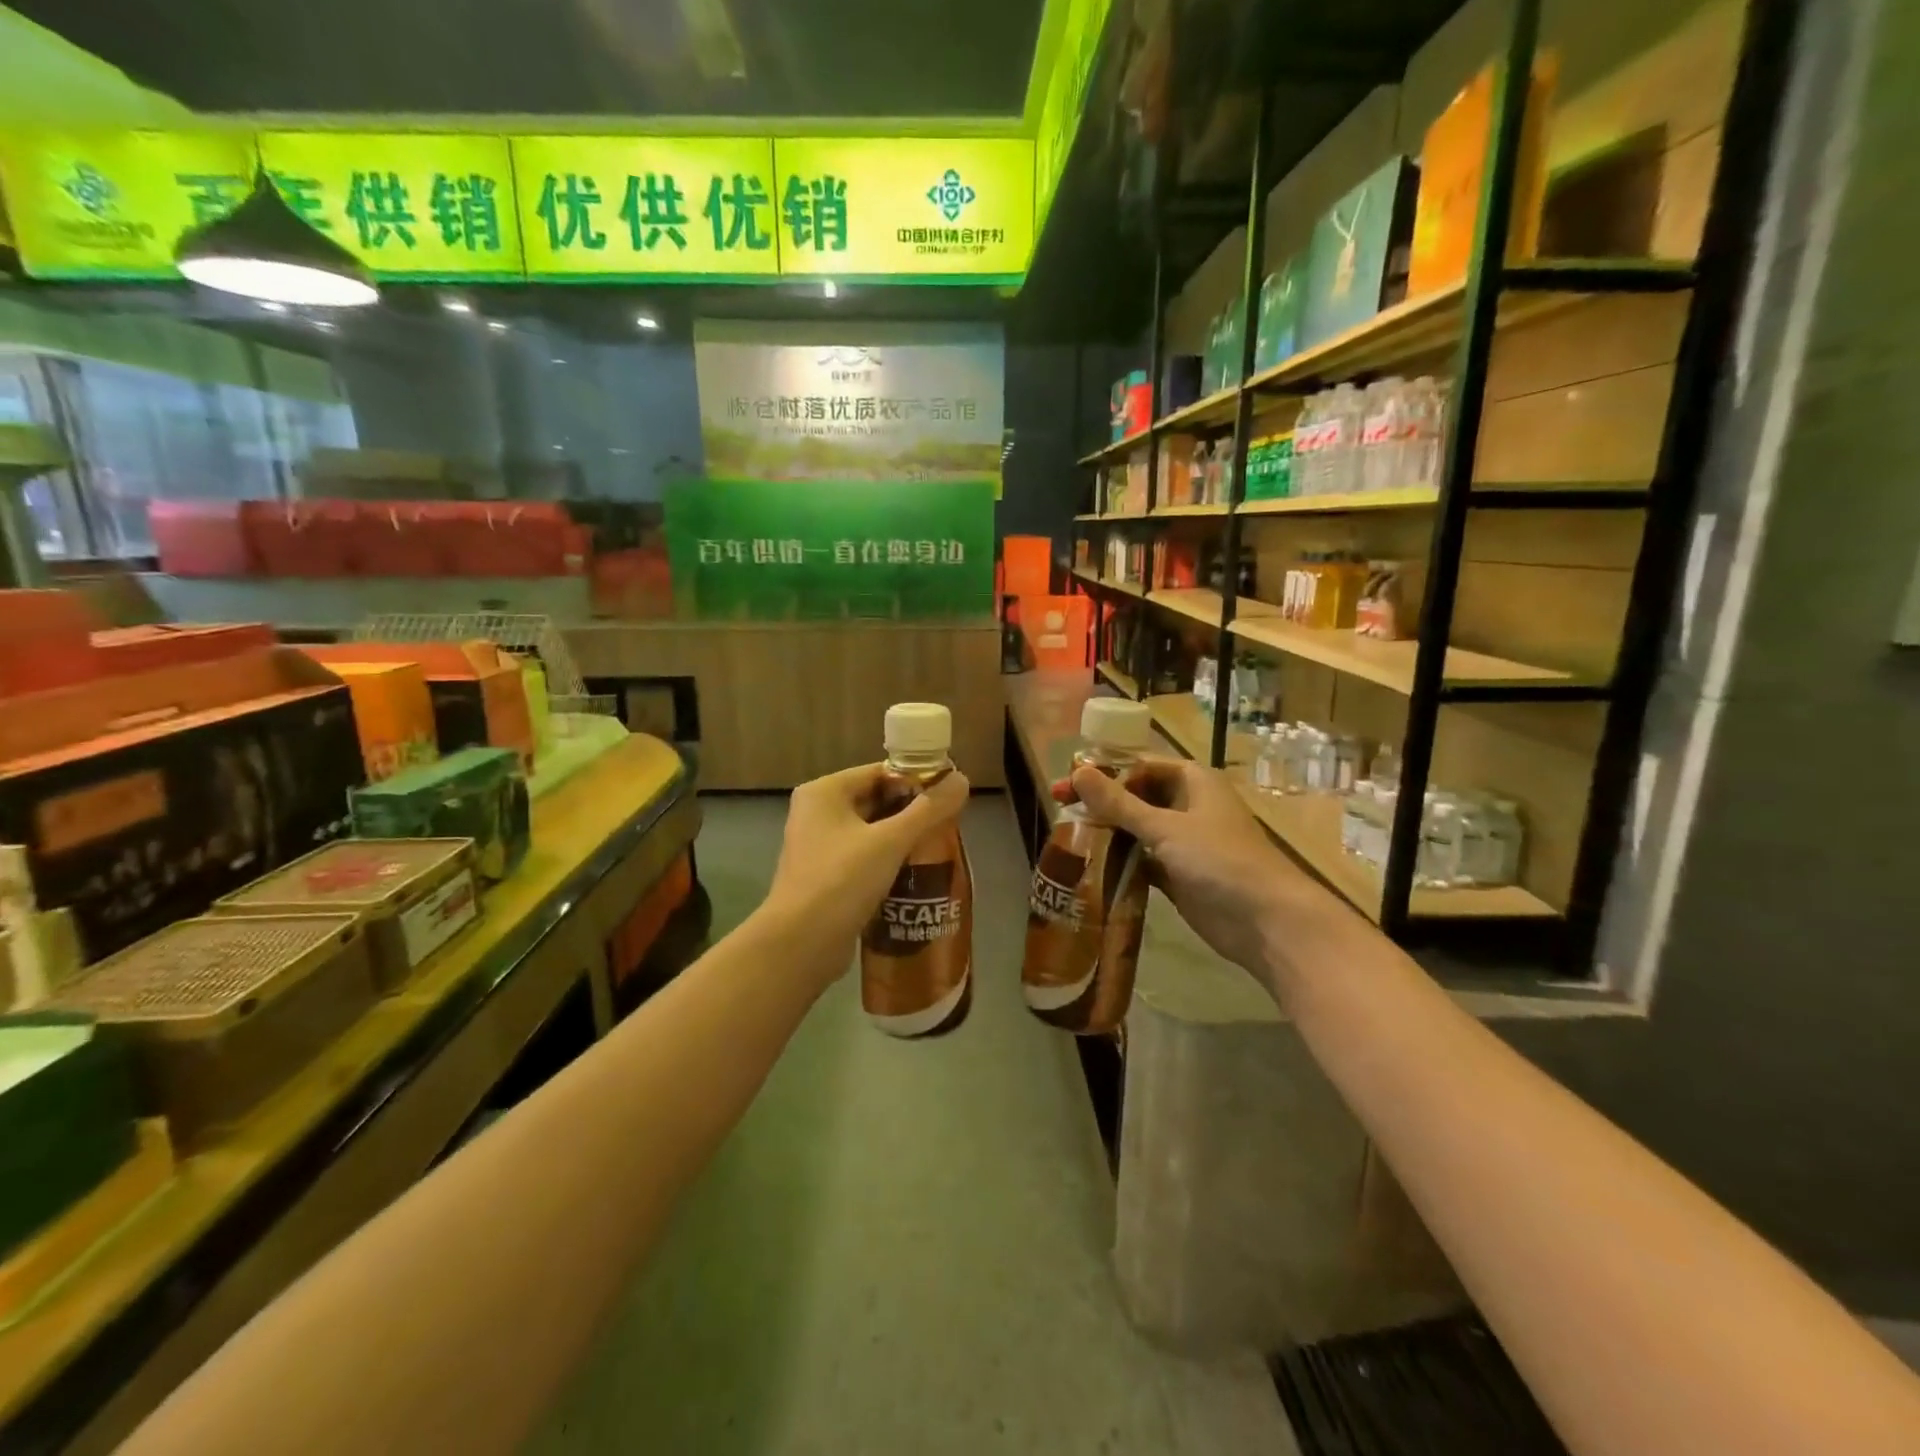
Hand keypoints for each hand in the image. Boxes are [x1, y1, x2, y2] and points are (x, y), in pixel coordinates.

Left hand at [765, 762, 970, 972]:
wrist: (801, 944)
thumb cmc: (842, 880)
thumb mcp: (891, 841)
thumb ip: (928, 810)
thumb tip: (962, 780)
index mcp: (824, 792)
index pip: (879, 773)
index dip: (916, 781)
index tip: (949, 797)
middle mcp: (816, 813)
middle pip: (875, 801)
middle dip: (911, 813)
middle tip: (949, 825)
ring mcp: (818, 847)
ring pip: (870, 833)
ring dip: (902, 840)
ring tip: (939, 849)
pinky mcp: (825, 878)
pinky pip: (863, 859)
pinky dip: (887, 863)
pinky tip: (915, 875)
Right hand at [1066, 756, 1313, 975]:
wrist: (1266, 921)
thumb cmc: (1220, 860)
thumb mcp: (1165, 828)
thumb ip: (1119, 803)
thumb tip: (1077, 772)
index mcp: (1192, 781)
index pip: (1139, 764)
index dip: (1103, 770)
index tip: (1067, 780)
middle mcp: (1187, 805)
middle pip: (1136, 795)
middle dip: (1101, 801)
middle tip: (1059, 806)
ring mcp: (1184, 841)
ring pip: (1137, 828)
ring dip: (1107, 831)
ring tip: (1067, 835)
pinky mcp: (1178, 873)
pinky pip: (1142, 859)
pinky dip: (1120, 859)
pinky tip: (1089, 864)